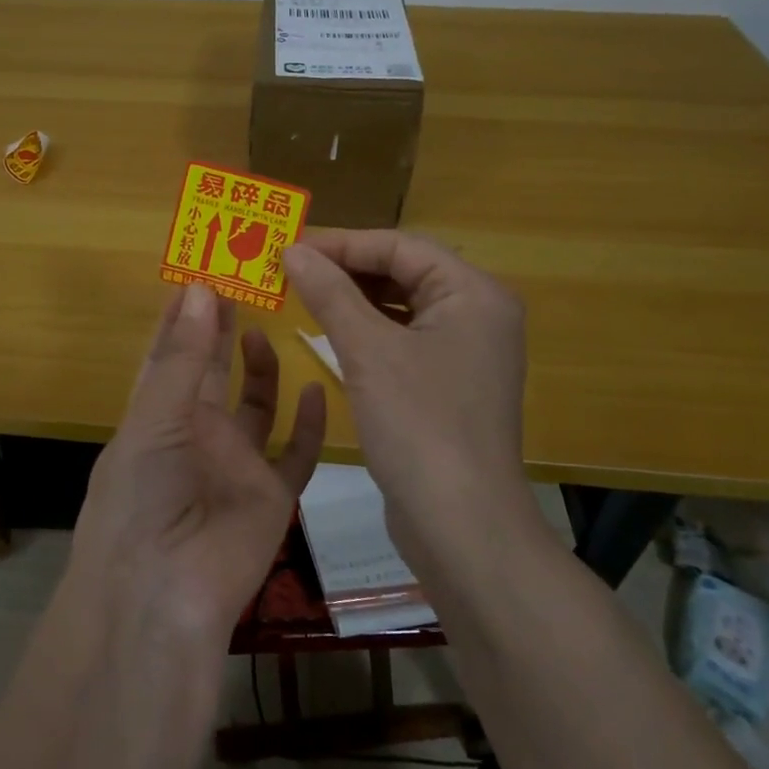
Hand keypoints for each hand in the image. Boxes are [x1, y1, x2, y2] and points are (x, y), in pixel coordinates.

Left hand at [69, 282, 326, 645]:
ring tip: (266, 326)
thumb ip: (182, 357)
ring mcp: (234, 463)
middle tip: (244, 282)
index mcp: (156, 415)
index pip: (168, 353)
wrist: (165, 593)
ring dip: (260, 368)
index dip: (182, 314)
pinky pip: (296, 454)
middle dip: (221, 328)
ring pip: (254, 405)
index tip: (201, 270)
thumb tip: (199, 287)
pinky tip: (315, 387)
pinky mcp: (271, 494)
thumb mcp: (155, 419)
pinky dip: (307, 425)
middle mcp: (195, 433)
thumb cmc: (143, 496)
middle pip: (211, 370)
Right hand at [284, 230, 546, 577]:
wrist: (461, 526)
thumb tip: (292, 249)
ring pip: (402, 306)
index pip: (401, 246)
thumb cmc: (419, 425)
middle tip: (291, 268)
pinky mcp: (450, 383)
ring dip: (354, 299)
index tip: (290, 247)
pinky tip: (331, 332)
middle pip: (405, 271)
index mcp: (474, 293)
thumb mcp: (367, 351)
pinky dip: (368, 330)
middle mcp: (478, 314)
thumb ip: (330, 293)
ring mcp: (467, 352)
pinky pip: (404, 339)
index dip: (343, 242)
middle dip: (347, 268)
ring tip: (303, 293)